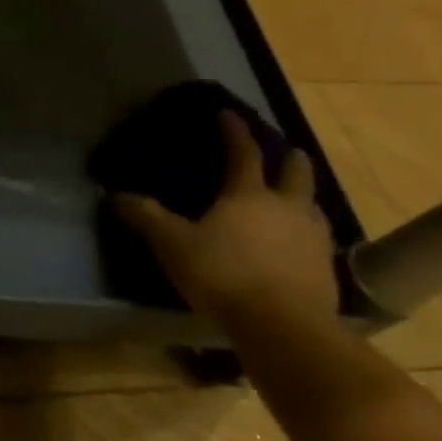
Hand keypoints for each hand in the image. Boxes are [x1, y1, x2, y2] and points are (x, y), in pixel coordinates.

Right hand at [112, 111, 338, 325]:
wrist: (283, 326)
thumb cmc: (223, 274)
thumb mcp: (173, 245)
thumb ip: (146, 218)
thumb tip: (115, 194)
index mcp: (248, 195)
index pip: (243, 153)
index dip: (234, 132)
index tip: (228, 114)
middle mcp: (286, 207)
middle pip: (296, 173)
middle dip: (290, 159)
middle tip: (286, 152)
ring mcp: (313, 238)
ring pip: (314, 205)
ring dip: (304, 196)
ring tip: (295, 199)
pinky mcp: (326, 269)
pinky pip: (319, 240)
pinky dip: (308, 234)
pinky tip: (299, 245)